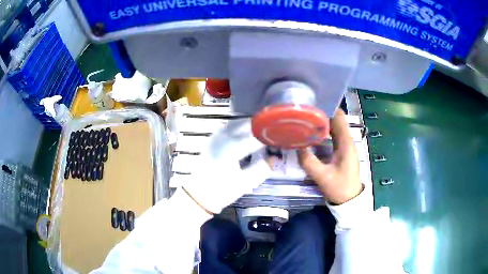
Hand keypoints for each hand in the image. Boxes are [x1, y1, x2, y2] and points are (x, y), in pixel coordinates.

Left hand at [182, 119, 272, 213]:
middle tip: (272, 131)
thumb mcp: (245, 183)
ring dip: (249, 124)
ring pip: (235, 123)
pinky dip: (238, 126)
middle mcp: (222, 138)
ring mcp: (214, 137)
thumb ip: (262, 169)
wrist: (198, 195)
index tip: (279, 136)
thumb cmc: (221, 191)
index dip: (269, 135)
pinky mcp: (211, 140)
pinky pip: (227, 126)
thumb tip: (275, 158)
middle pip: (244, 124)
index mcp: (231, 148)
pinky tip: (244, 133)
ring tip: (261, 130)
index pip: (255, 136)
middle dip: (260, 126)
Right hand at [298, 109, 361, 204]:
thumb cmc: (339, 188)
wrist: (349, 200)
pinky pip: (334, 135)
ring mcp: (346, 146)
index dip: (327, 108)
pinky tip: (313, 133)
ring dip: (323, 122)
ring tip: (306, 119)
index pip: (339, 117)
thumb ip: (308, 161)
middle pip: (336, 120)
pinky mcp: (343, 151)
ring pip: (335, 127)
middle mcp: (347, 140)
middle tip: (304, 111)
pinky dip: (325, 131)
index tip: (312, 104)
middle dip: (322, 114)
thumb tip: (296, 145)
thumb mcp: (321, 176)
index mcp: (346, 143)